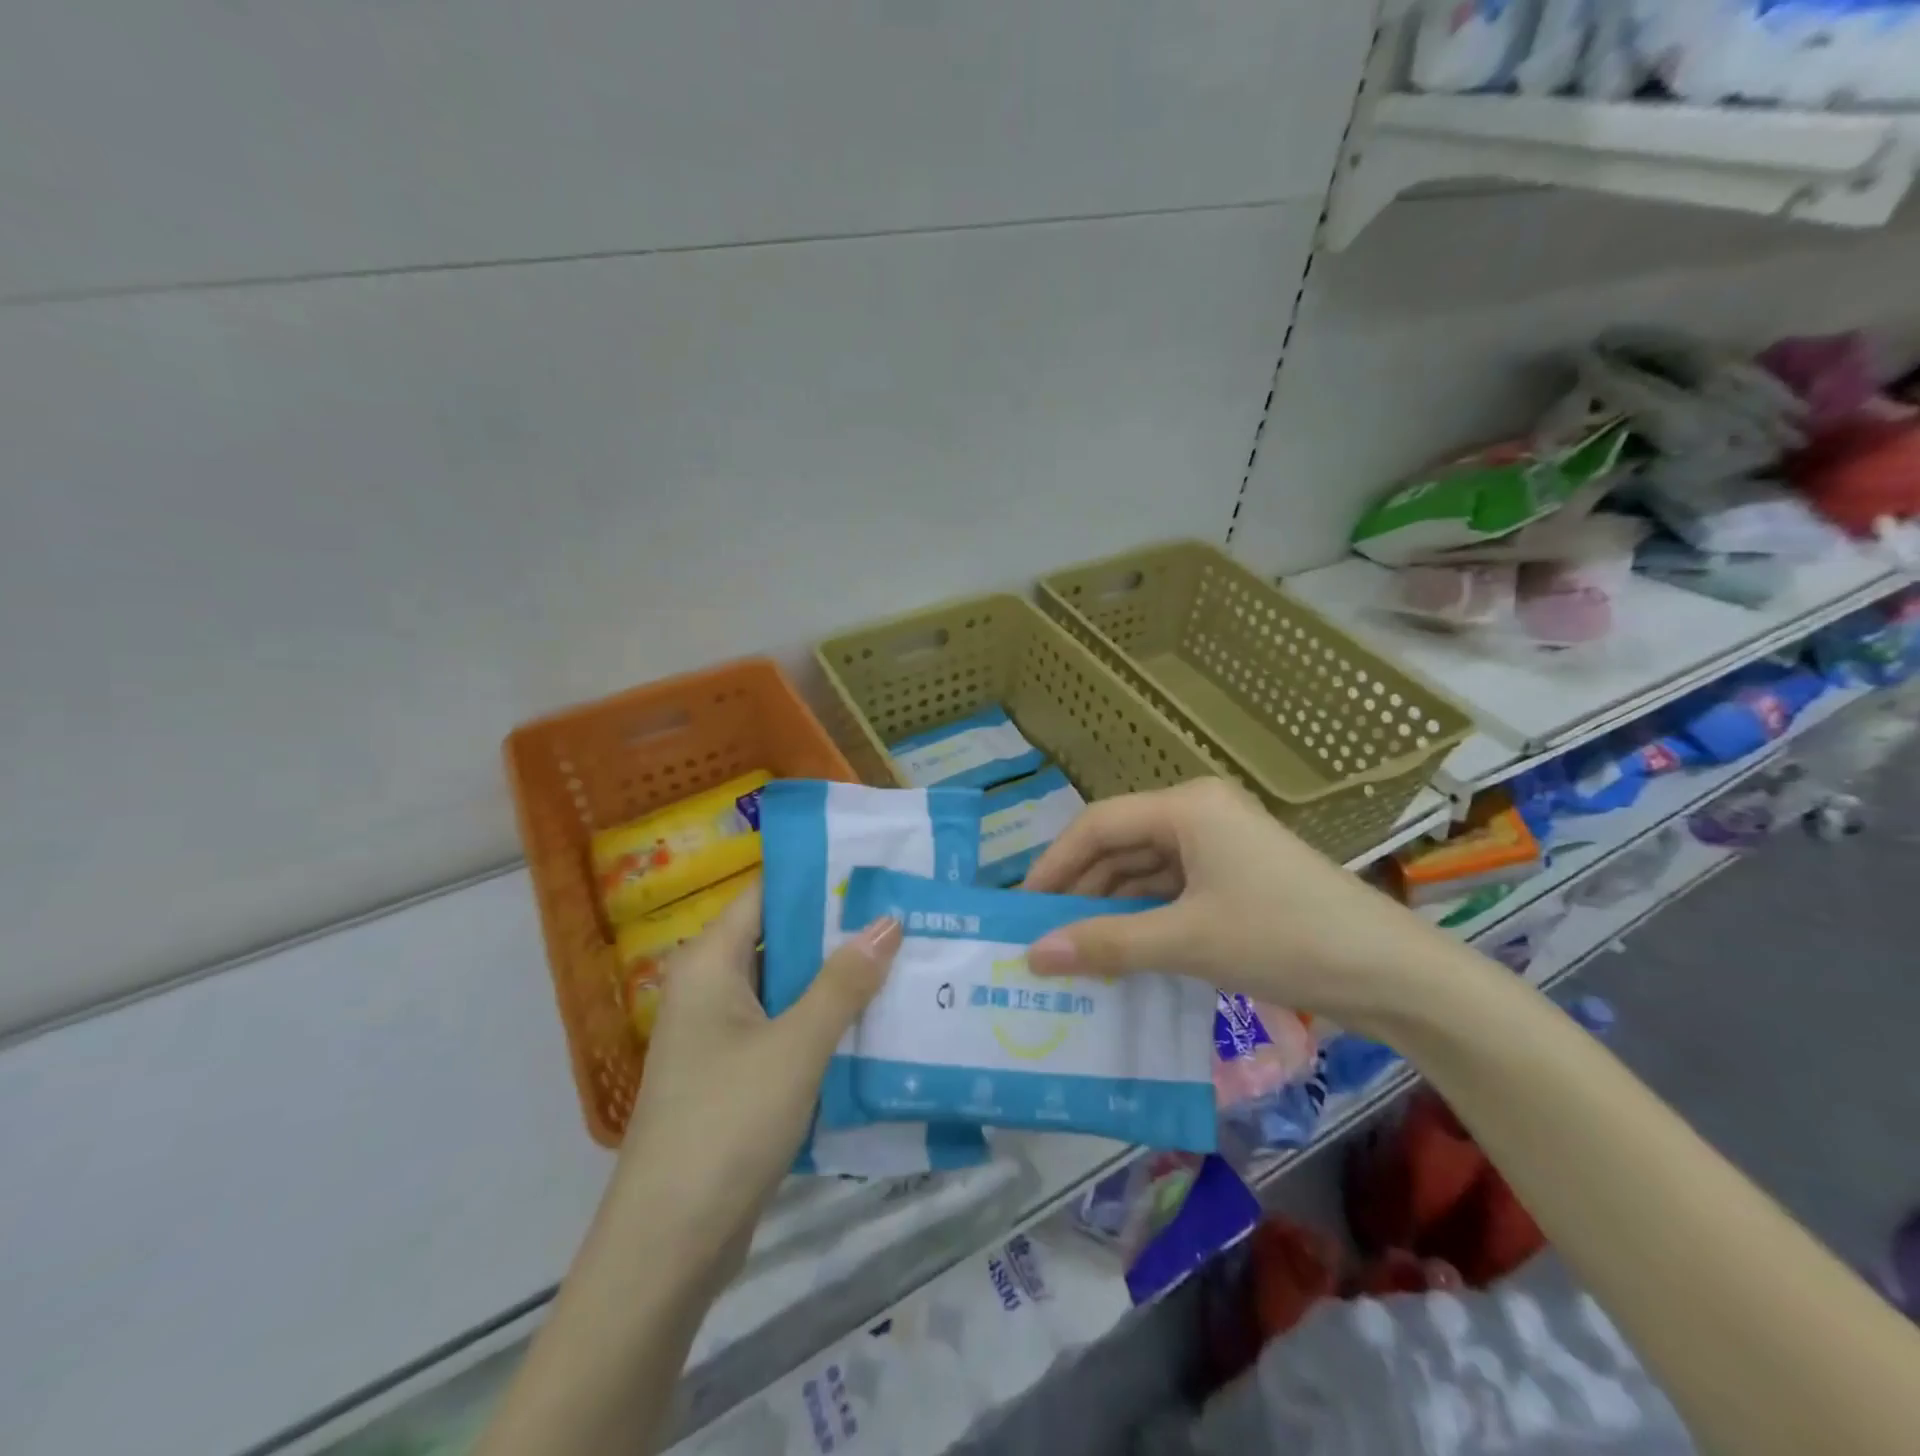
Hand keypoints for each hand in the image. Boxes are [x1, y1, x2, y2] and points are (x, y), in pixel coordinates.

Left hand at [610, 883, 901, 1273]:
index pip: (767, 894)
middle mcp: (711, 989)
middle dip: (840, 932)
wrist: (669, 1247)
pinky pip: (786, 1030)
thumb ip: (844, 982)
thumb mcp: (796, 1045)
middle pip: (781, 939)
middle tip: (906, 915)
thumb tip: (888, 921)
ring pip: (788, 989)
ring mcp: (722, 1036)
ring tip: (905, 960)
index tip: (877, 870)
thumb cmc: (727, 1123)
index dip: (819, 879)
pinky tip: (877, 1023)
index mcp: (710, 963)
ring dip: (839, 980)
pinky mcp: (736, 1076)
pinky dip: (826, 1023)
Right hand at [1022, 778, 1436, 1023]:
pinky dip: (1145, 918)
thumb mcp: (1186, 941)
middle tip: (1043, 936)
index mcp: (1187, 806)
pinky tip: (1123, 952)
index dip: (1054, 864)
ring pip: (1146, 870)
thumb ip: (1105, 943)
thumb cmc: (1284, 937)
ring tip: (1075, 951)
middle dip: (1081, 890)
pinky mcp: (1237, 878)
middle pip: (1120, 845)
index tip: (1022, 908)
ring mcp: (1221, 846)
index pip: (1098, 824)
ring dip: (1112, 908)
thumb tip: (1033, 955)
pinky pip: (1173, 890)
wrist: (1393, 974)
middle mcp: (1199, 814)